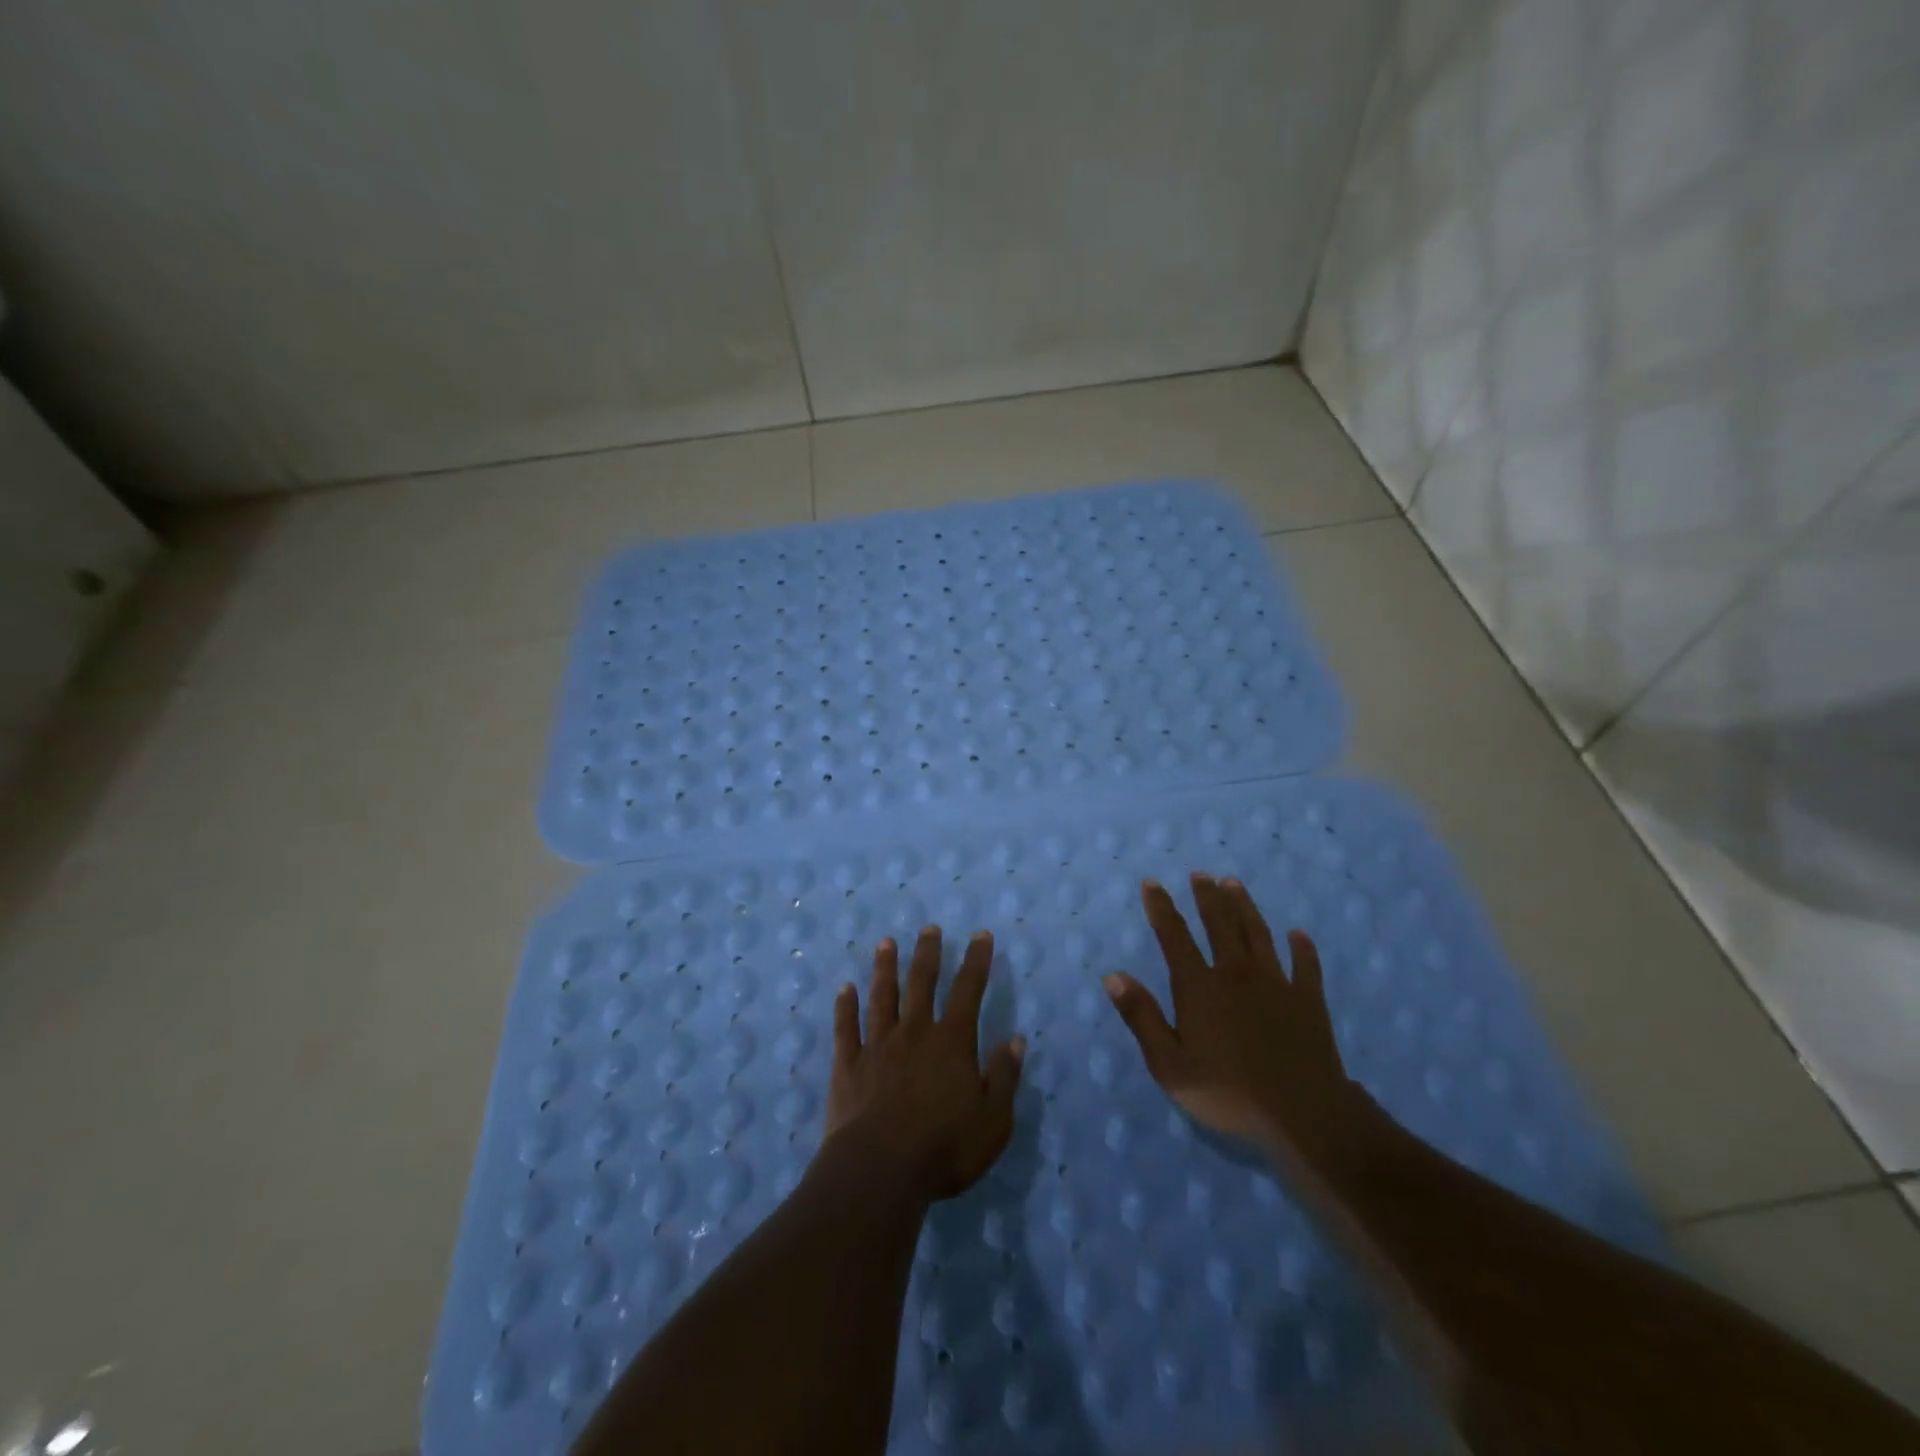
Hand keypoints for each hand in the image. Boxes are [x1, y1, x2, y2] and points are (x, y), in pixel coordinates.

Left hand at [823, 926, 1025, 1203]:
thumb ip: (1004, 1077)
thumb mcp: (993, 1121)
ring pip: (882, 996)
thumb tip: (1016, 1040)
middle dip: (928, 953)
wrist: (880, 1170)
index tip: (980, 935)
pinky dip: (845, 1006)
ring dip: (885, 968)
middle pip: (922, 982)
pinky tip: (844, 989)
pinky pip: (846, 1028)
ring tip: (886, 943)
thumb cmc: (944, 1148)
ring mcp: (877, 1045)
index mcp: (952, 1043)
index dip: (976, 961)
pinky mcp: (848, 1065)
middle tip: (929, 928)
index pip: (968, 991)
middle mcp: (914, 1032)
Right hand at [1105, 873, 1373, 1172]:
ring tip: (1234, 884)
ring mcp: (1276, 983)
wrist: (1303, 1114)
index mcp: (1199, 987)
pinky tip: (1298, 935)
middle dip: (1207, 896)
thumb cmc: (1228, 1092)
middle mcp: (1236, 973)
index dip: (1161, 908)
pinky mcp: (1308, 1000)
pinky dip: (1302, 948)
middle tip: (1200, 875)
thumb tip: (1112, 975)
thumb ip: (1142, 1017)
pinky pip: (1305, 965)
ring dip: (1244, 907)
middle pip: (1219, 924)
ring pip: (1258, 933)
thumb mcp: (1169, 1065)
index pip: (1174, 936)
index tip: (1152, 883)